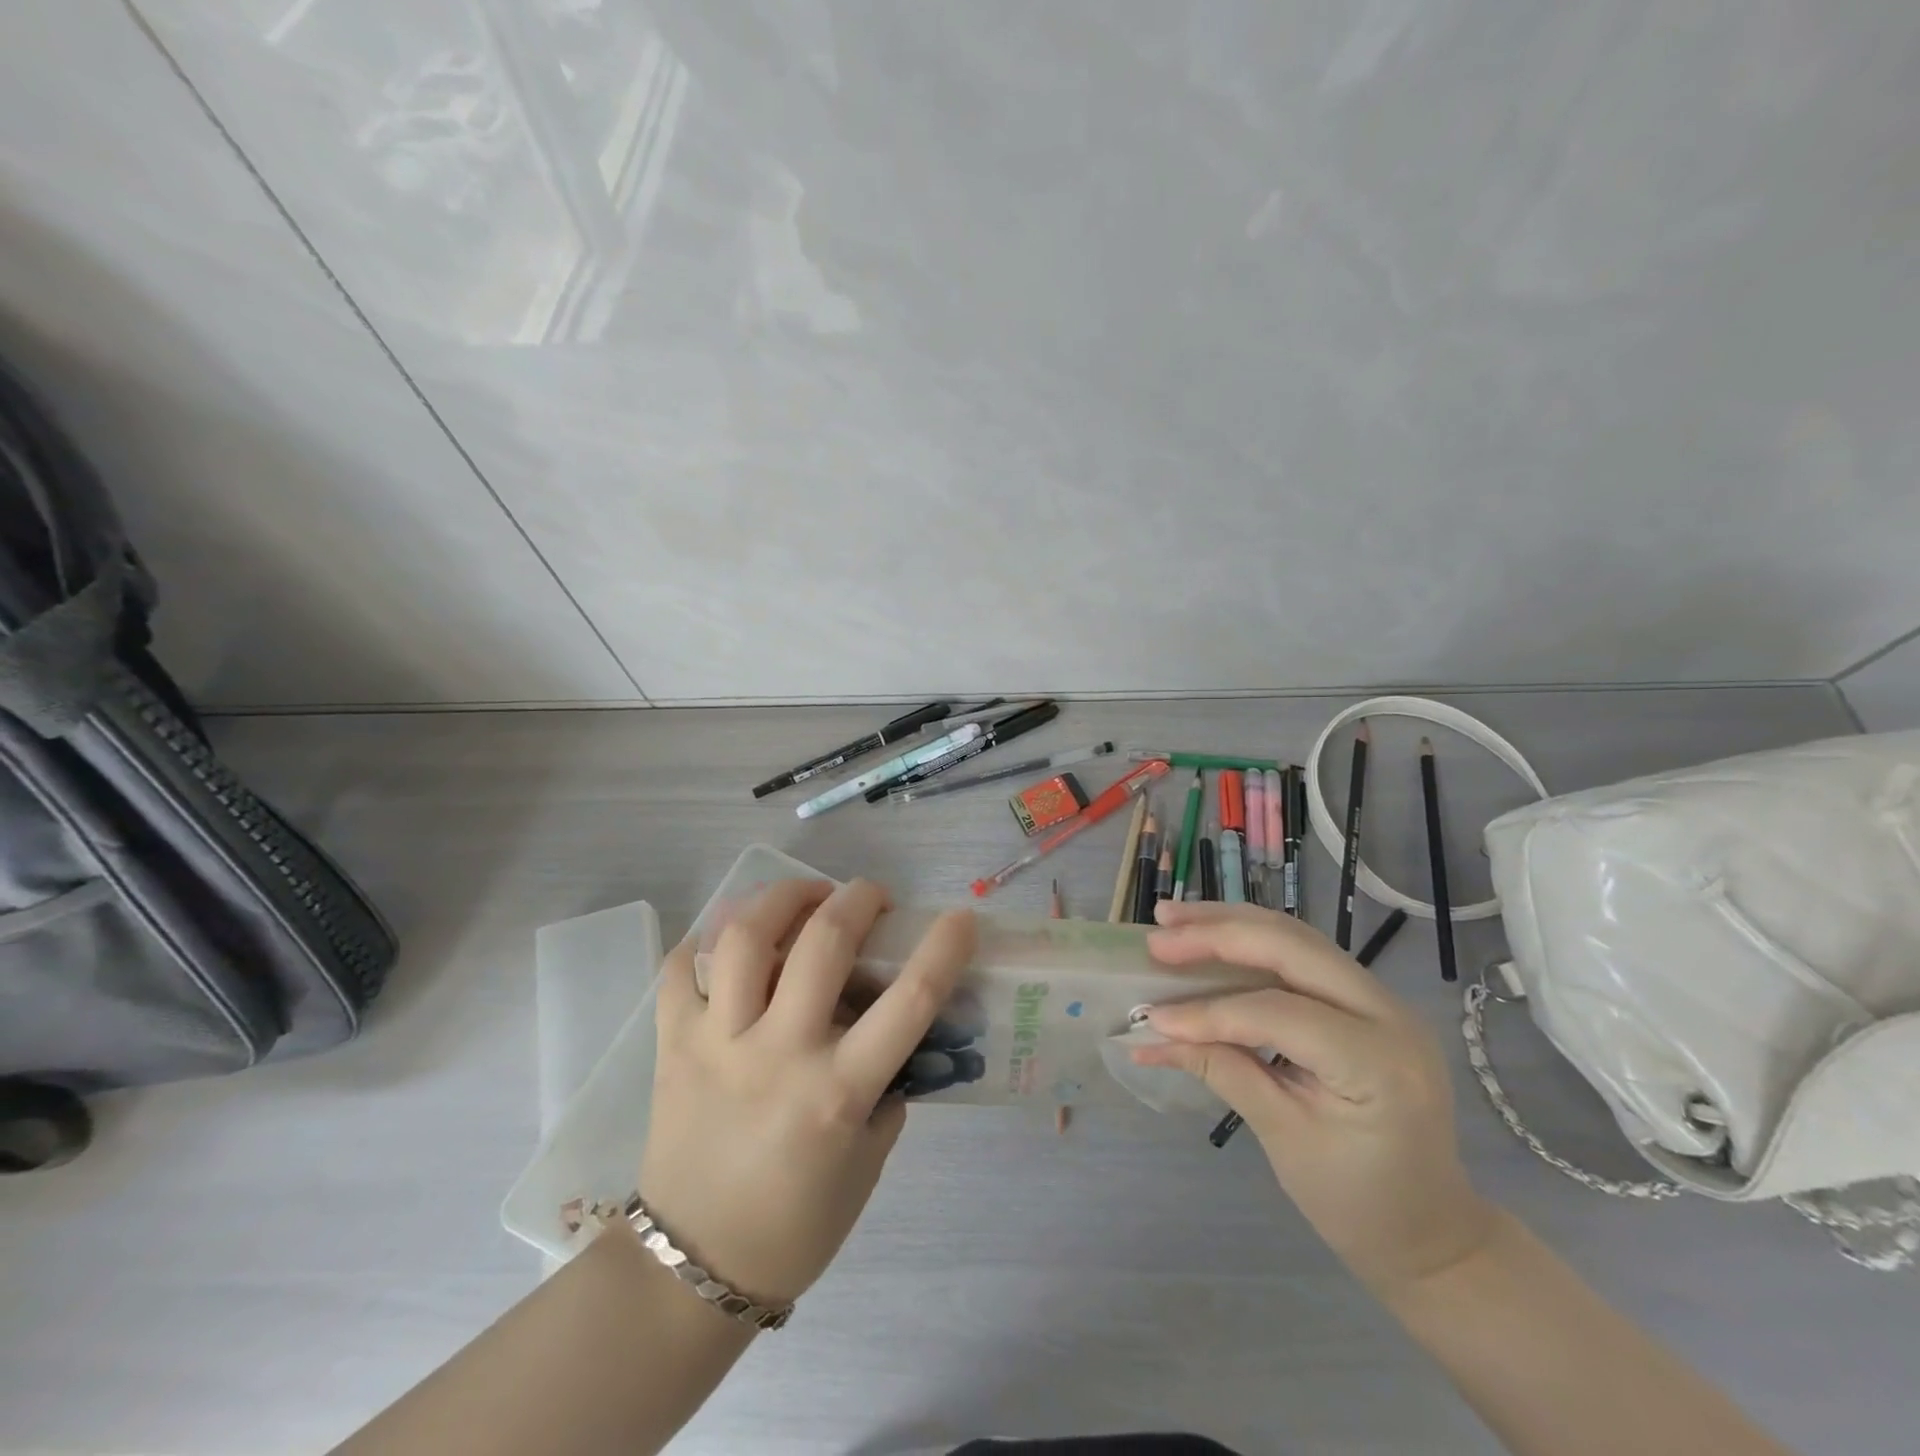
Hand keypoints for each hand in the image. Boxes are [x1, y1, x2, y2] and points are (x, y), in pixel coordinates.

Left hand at [640, 879, 975, 1307]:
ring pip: (747, 937)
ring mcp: (718, 1043)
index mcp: (837, 1091)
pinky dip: (707, 939)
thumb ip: (887, 1091)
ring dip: (784, 897)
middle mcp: (779, 1054)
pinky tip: (733, 938)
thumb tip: (894, 1036)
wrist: (691, 1271)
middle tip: (871, 896)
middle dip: (859, 898)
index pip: (910, 1001)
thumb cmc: (795, 1226)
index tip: (961, 918)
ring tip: (804, 897)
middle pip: (824, 943)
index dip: (944, 948)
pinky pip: (682, 969)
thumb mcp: (867, 1163)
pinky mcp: (672, 1044)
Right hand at [1132, 900, 1495, 1295]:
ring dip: (1231, 923)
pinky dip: (1252, 940)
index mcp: (1378, 1062)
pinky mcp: (1366, 999)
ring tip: (1173, 917)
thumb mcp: (1285, 1141)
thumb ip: (1223, 1072)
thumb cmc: (1359, 1203)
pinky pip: (1303, 954)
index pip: (1277, 1012)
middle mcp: (1388, 1013)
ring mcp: (1381, 1000)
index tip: (1152, 1017)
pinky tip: (1213, 935)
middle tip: (1158, 935)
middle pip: (1291, 947)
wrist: (1432, 1231)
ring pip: (1296, 937)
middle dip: (1217, 935)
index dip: (1209, 1011)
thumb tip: (1155, 1034)